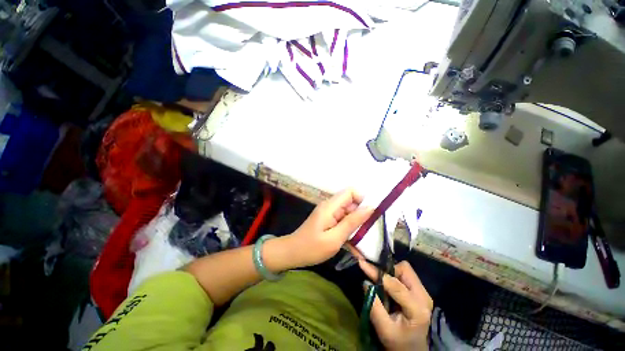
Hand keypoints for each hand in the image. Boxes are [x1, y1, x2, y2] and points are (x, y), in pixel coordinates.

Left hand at [288, 188, 372, 266]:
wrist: (292, 253)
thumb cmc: (312, 248)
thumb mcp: (335, 238)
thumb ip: (352, 222)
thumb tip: (370, 207)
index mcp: (330, 206)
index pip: (351, 191)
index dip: (362, 200)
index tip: (368, 216)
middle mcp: (330, 206)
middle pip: (351, 202)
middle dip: (360, 216)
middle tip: (364, 234)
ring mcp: (329, 213)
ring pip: (348, 213)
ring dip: (355, 225)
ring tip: (358, 243)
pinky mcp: (328, 219)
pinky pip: (343, 220)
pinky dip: (348, 230)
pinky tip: (351, 244)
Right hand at [359, 260, 432, 350]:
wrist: (413, 349)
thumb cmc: (399, 342)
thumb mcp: (384, 329)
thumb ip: (374, 306)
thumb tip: (365, 282)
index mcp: (418, 309)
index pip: (396, 285)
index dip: (378, 273)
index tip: (362, 264)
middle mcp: (424, 296)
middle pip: (404, 270)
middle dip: (387, 270)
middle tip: (373, 276)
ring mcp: (424, 292)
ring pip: (405, 269)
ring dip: (390, 272)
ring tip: (381, 282)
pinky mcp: (420, 291)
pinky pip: (406, 274)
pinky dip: (394, 275)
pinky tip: (388, 285)